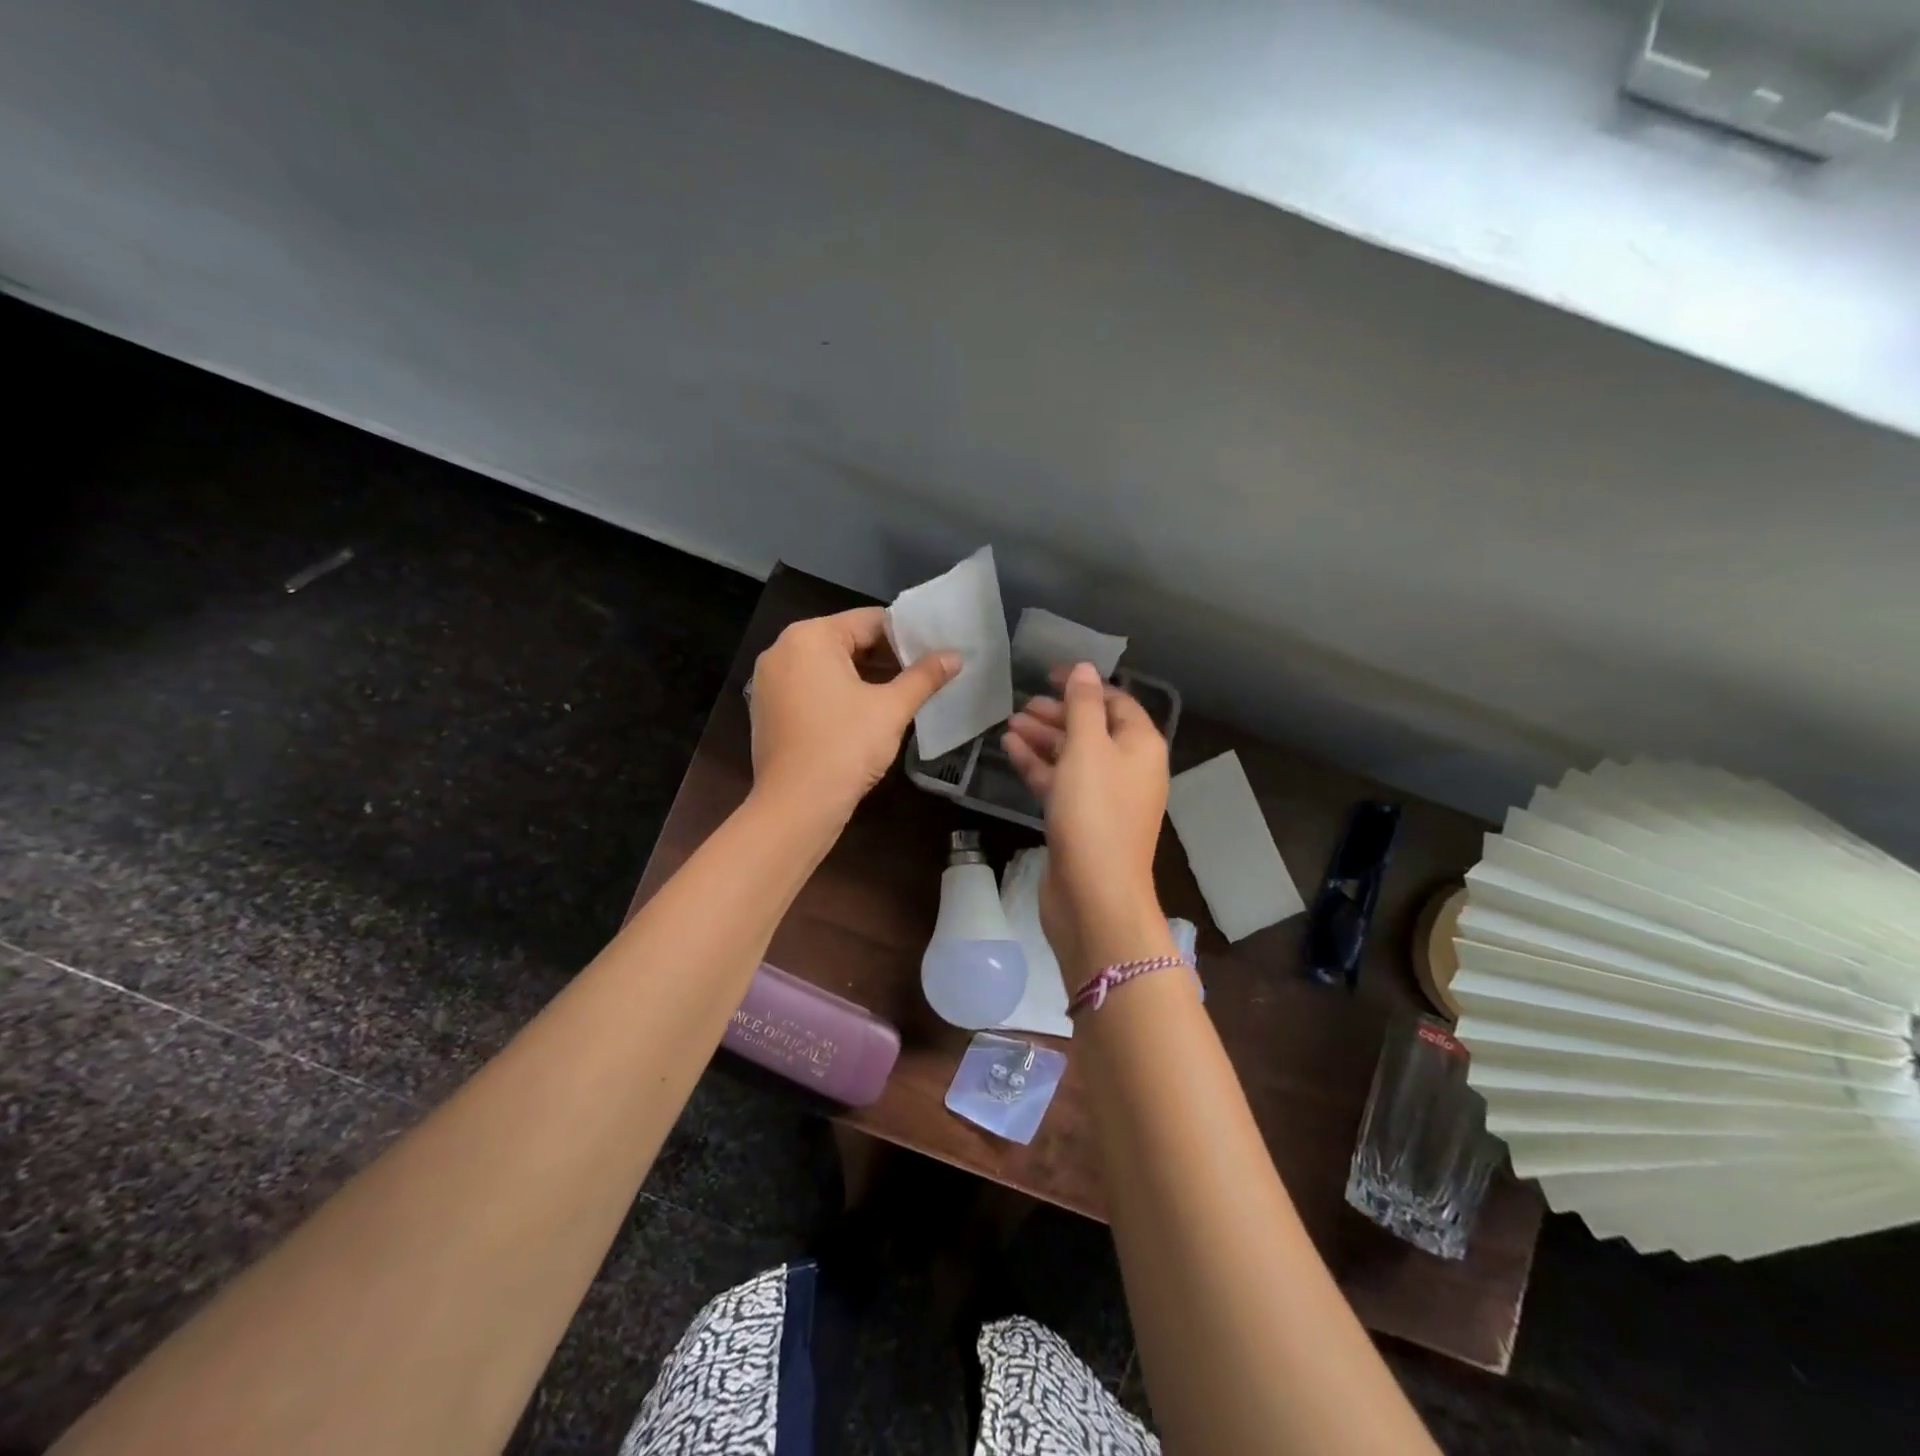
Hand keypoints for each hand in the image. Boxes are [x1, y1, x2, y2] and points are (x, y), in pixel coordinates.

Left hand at [749, 608, 957, 821]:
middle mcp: (782, 649)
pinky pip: (810, 688)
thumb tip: (956, 656)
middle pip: (846, 641)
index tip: (934, 653)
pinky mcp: (767, 709)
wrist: (797, 805)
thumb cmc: (845, 747)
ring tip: (901, 693)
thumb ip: (924, 677)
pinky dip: (838, 694)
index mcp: (810, 636)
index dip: (906, 636)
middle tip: (923, 674)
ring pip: (827, 667)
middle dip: (885, 657)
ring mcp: (769, 681)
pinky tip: (866, 714)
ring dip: (864, 676)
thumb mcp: (891, 708)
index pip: (869, 621)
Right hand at [1003, 663, 1170, 970]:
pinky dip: (1038, 766)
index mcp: (1141, 746)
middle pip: (1093, 729)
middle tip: (1023, 705)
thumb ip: (1083, 704)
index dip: (1084, 684)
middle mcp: (1128, 769)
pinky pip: (1061, 783)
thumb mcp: (1088, 748)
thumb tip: (1085, 669)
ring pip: (1073, 757)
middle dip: (1058, 713)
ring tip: (1009, 725)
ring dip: (1043, 739)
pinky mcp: (1082, 822)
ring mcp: (1105, 799)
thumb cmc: (1095, 813)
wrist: (1094, 894)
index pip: (1116, 701)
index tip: (1048, 674)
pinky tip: (1010, 751)